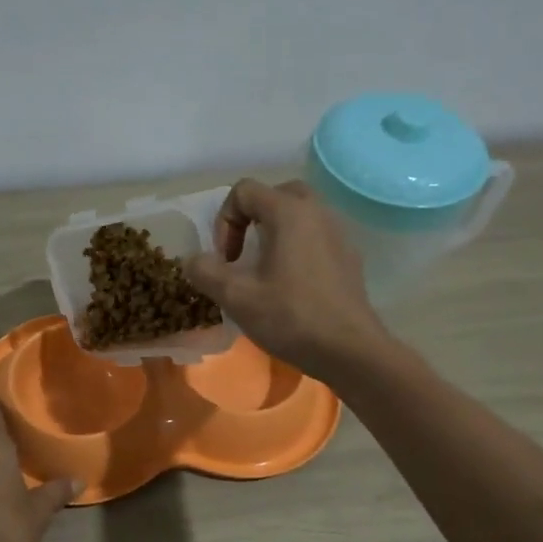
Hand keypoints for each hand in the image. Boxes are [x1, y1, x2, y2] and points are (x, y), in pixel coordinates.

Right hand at [183, 179, 389, 382]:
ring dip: (274, 232)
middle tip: (243, 254)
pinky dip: (297, 246)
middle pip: (275, 194)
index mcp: (289, 212)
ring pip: (299, 214)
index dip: (224, 221)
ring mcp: (338, 232)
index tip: (226, 259)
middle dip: (251, 219)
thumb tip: (192, 260)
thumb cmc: (291, 318)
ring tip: (264, 270)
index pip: (244, 191)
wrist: (350, 350)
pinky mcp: (349, 255)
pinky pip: (316, 235)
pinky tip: (291, 285)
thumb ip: (206, 271)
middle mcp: (317, 211)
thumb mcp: (237, 297)